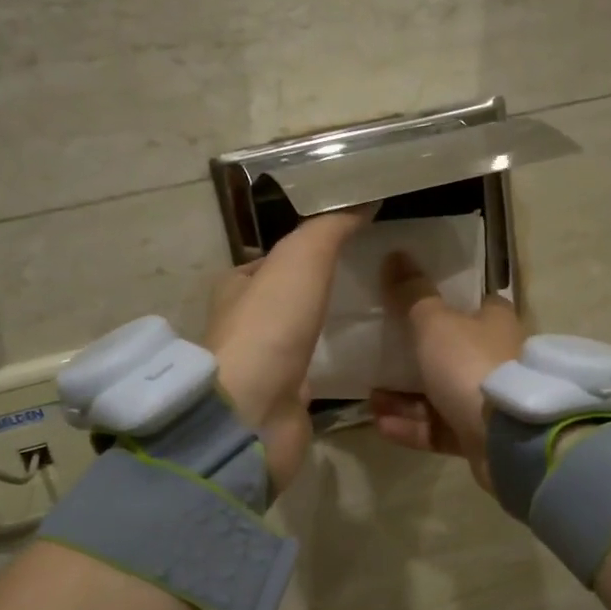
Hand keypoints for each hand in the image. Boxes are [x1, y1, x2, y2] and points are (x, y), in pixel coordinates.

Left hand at [203, 206, 375, 490]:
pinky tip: (365, 356)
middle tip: (369, 279)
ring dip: (328, 326)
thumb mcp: (301, 259)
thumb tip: (363, 198)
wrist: (255, 411)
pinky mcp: (284, 398)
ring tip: (374, 314)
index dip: (307, 248)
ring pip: (302, 335)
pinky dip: (334, 362)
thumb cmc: (271, 327)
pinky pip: (314, 371)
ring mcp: (265, 365)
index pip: (273, 259)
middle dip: (321, 289)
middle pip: (288, 299)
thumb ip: (330, 228)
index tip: (351, 242)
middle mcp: (245, 325)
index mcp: (236, 288)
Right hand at [369, 251, 525, 489]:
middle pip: (453, 353)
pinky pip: (440, 428)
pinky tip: (381, 423)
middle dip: (414, 357)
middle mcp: (497, 360)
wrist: (508, 438)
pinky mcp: (480, 438)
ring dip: (403, 397)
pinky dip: (412, 425)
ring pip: (440, 395)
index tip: (414, 304)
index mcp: (496, 324)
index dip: (449, 303)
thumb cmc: (471, 365)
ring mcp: (489, 402)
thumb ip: (413, 294)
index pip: (477, 305)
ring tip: (371, 397)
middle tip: (378, 357)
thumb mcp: (435, 323)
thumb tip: (396, 254)